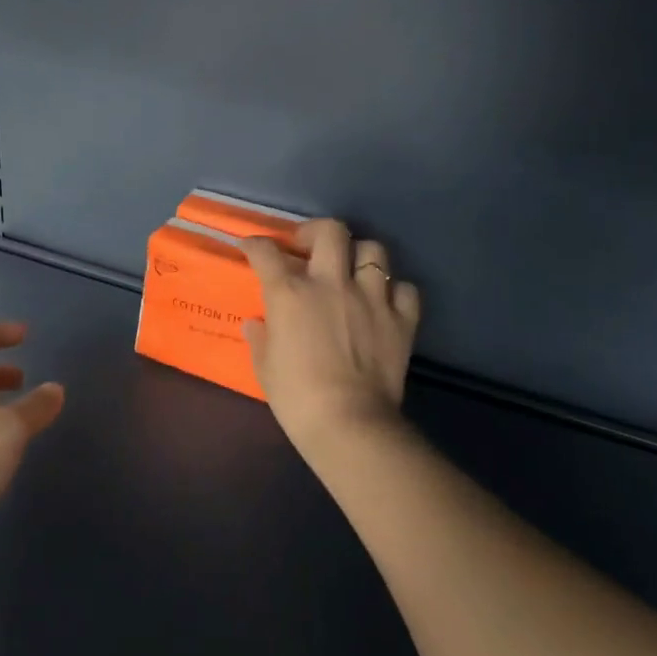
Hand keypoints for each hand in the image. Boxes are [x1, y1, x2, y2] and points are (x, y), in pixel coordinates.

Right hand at [242, 220, 420, 458]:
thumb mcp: (265, 368)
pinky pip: (404, 289)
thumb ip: (261, 338)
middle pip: (330, 231)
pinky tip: (383, 303)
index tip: (252, 247)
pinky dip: (394, 292)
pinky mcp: (402, 320)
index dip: (256, 244)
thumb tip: (257, 324)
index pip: (267, 253)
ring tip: (350, 270)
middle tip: (307, 247)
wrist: (349, 424)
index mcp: (291, 294)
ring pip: (373, 251)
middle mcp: (332, 284)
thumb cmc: (297, 397)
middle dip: (315, 231)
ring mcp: (372, 298)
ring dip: (359, 255)